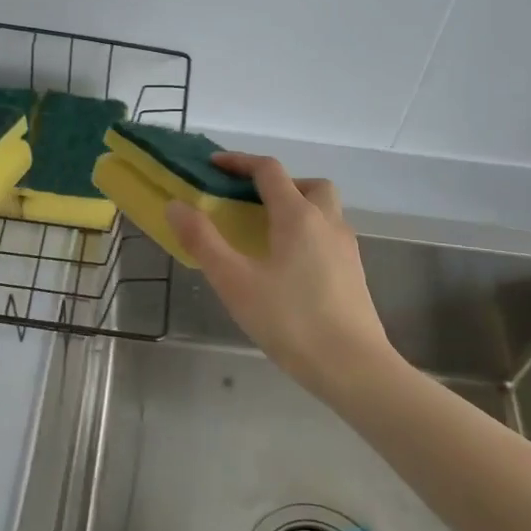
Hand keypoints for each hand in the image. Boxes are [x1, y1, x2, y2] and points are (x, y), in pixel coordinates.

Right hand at [166, 153, 396, 404]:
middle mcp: (327, 222)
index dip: (239, 162)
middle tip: (251, 201)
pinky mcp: (354, 272)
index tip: (213, 165)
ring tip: (267, 233)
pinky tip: (289, 266)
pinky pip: (329, 235)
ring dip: (297, 206)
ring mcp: (346, 248)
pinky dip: (308, 233)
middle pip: (308, 184)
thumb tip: (176, 205)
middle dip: (278, 183)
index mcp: (298, 216)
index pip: (269, 171)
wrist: (354, 368)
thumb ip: (203, 241)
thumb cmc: (290, 321)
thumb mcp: (235, 281)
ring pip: (324, 209)